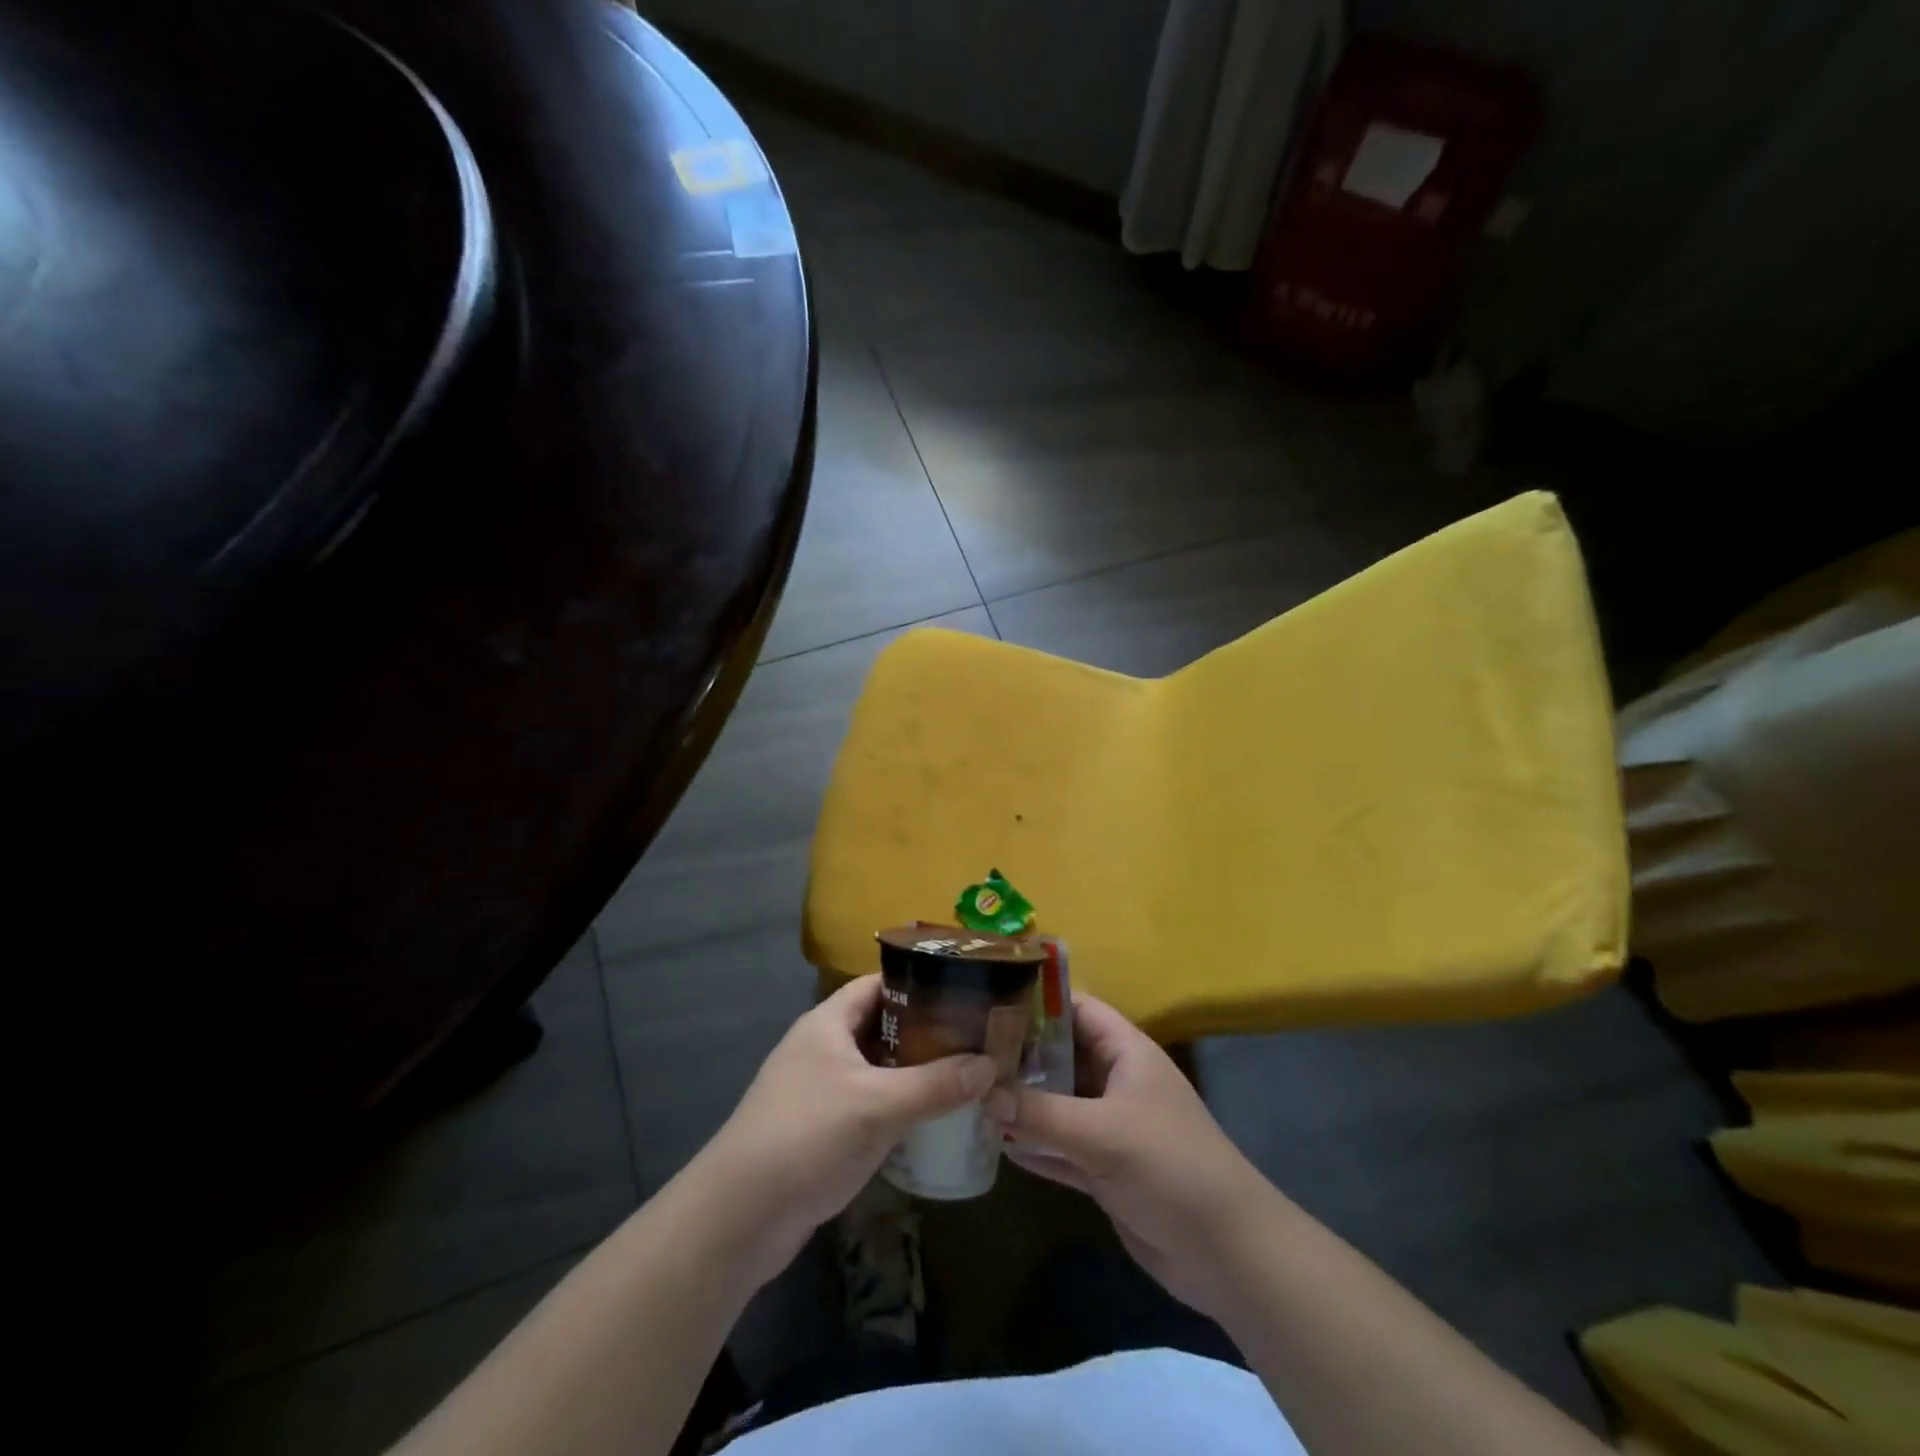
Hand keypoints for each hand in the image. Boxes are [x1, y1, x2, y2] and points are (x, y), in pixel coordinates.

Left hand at [699, 976, 996, 1287]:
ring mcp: (818, 1091)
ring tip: (964, 1075)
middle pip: (881, 1026)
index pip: (879, 984)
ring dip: (913, 1073)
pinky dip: (897, 1107)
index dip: (919, 983)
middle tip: (974, 1038)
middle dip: (924, 1033)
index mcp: (827, 1023)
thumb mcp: (878, 1106)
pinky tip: (930, 1120)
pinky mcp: (820, 1130)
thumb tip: (991, 1066)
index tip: (962, 991)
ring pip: (876, 1069)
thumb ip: (936, 1085)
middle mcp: (822, 1048)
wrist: (739, 1218)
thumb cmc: (807, 1137)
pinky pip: (868, 1105)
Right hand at [985, 994, 1277, 1322]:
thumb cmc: (1170, 1167)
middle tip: (966, 1051)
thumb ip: (1041, 1113)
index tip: (988, 1000)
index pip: (1078, 1009)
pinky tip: (994, 1144)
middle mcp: (1116, 1082)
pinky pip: (1060, 1148)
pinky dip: (1033, 1146)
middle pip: (1061, 1056)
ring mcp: (1109, 1127)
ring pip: (1057, 1104)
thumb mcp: (1103, 1134)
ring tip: (969, 1093)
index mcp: (1127, 1053)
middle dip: (1019, 1056)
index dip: (1038, 1002)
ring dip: (1021, 1103)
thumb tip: (983, 1092)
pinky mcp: (1104, 1170)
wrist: (1227, 1253)